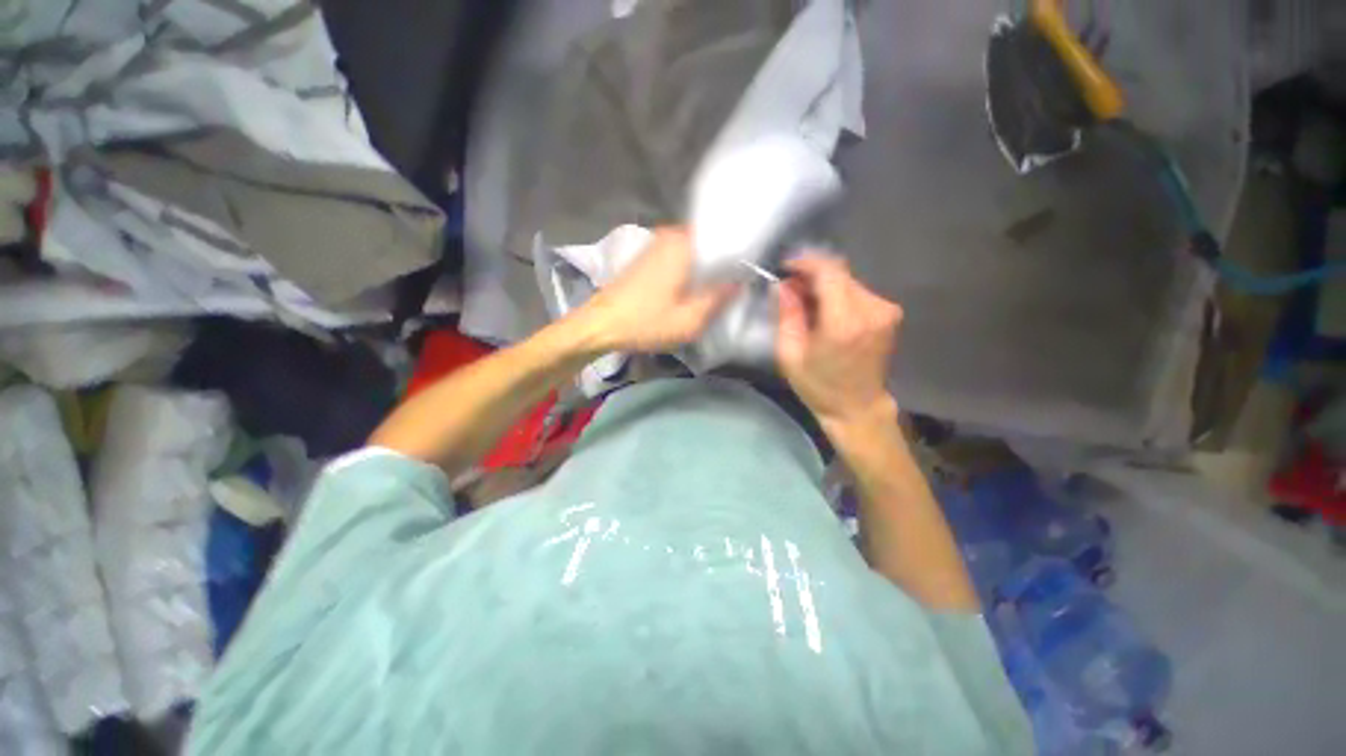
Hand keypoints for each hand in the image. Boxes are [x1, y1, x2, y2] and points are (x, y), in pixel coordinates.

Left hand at [579, 227, 736, 352]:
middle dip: (724, 260)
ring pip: (695, 248)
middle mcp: (671, 234)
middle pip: (710, 240)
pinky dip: (692, 267)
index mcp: (684, 244)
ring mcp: (657, 242)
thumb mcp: (689, 320)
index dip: (741, 252)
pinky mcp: (648, 255)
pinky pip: (680, 254)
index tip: (751, 270)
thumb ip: (719, 299)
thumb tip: (739, 282)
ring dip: (707, 265)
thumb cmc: (645, 323)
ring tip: (720, 285)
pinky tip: (695, 286)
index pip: (726, 235)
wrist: (600, 324)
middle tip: (737, 282)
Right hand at [777, 254, 902, 428]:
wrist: (857, 407)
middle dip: (811, 275)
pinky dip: (837, 294)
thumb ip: (786, 315)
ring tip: (804, 302)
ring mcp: (885, 310)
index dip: (805, 263)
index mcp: (844, 322)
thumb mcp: (790, 354)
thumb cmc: (819, 385)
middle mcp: (871, 309)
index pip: (828, 272)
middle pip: (839, 273)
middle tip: (790, 289)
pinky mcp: (889, 313)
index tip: (785, 267)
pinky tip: (823, 310)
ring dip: (823, 285)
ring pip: (847, 280)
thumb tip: (783, 285)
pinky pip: (857, 291)